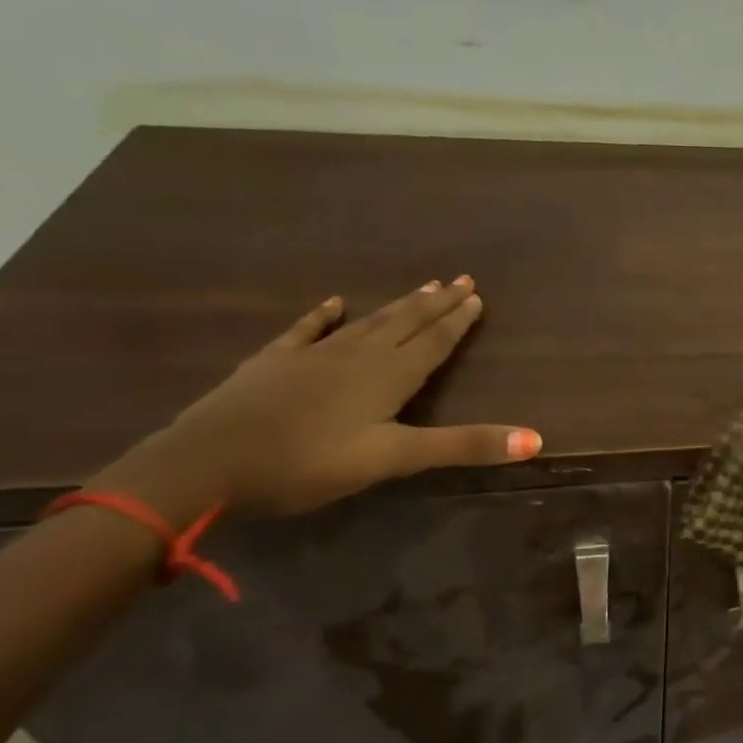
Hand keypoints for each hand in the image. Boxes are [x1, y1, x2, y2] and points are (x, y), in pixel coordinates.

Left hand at [94, 276, 539, 520]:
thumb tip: (536, 439)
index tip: (478, 296)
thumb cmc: (309, 463)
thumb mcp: (394, 458)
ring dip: (397, 306)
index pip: (433, 342)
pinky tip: (334, 302)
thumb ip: (463, 446)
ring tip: (422, 287)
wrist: (207, 463)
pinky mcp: (274, 363)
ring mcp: (313, 356)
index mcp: (388, 376)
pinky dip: (324, 316)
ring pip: (367, 322)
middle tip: (461, 280)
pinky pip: (307, 330)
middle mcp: (357, 355)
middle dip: (436, 304)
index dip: (458, 321)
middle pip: (405, 323)